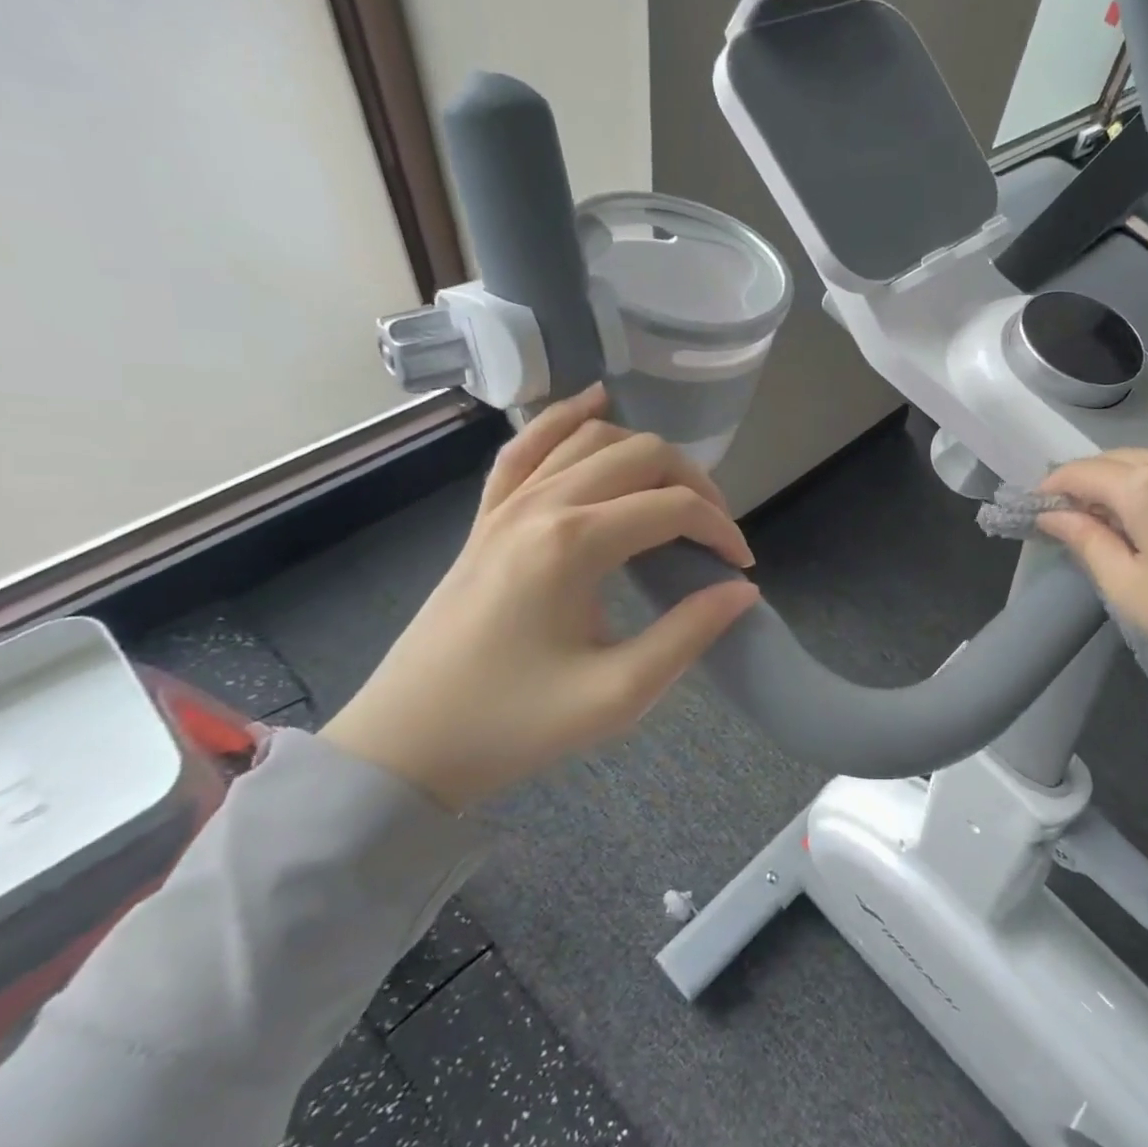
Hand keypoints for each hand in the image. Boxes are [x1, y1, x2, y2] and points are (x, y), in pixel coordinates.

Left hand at [322, 386, 758, 809]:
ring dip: (647, 454)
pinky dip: (566, 419)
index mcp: (575, 544)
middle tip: (715, 535)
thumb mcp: (618, 694)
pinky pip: (527, 446)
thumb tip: (742, 591)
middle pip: (642, 455)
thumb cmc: (514, 725)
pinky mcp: (486, 516)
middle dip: (696, 485)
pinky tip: (594, 403)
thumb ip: (689, 634)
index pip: (674, 507)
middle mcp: (542, 505)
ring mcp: (507, 504)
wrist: (406, 743)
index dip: (722, 530)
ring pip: (592, 438)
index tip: (741, 568)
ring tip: (676, 494)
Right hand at [1037, 448, 1147, 721]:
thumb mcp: (1127, 585)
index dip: (1051, 489)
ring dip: (1118, 486)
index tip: (1032, 512)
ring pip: (1147, 464)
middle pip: (1114, 461)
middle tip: (1065, 521)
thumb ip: (1085, 539)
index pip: (1081, 472)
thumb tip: (1053, 515)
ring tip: (1106, 524)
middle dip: (1084, 485)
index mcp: (1147, 482)